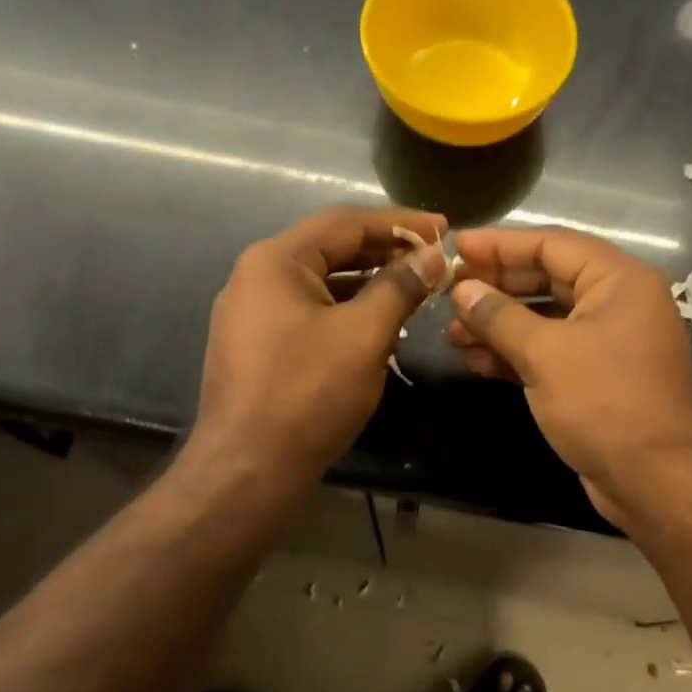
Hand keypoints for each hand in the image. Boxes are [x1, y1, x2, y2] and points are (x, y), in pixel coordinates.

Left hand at [191, 206, 447, 487]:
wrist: (247, 469)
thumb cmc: (308, 395)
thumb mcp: (363, 336)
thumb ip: (399, 288)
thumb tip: (431, 256)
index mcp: (276, 261)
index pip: (345, 222)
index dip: (399, 222)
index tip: (443, 229)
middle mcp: (255, 277)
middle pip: (329, 249)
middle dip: (384, 252)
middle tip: (432, 261)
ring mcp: (250, 314)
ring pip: (320, 284)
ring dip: (367, 284)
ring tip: (412, 291)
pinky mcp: (254, 347)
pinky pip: (307, 313)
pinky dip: (344, 311)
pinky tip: (375, 326)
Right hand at [448, 228, 691, 525]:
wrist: (654, 479)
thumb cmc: (603, 403)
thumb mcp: (545, 354)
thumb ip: (500, 317)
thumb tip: (462, 290)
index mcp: (618, 281)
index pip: (551, 245)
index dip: (500, 245)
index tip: (457, 246)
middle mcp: (617, 304)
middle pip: (547, 280)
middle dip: (497, 289)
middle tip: (449, 292)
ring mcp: (608, 344)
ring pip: (545, 321)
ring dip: (499, 326)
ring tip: (453, 333)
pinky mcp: (596, 380)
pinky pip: (551, 354)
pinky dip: (516, 355)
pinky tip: (477, 361)